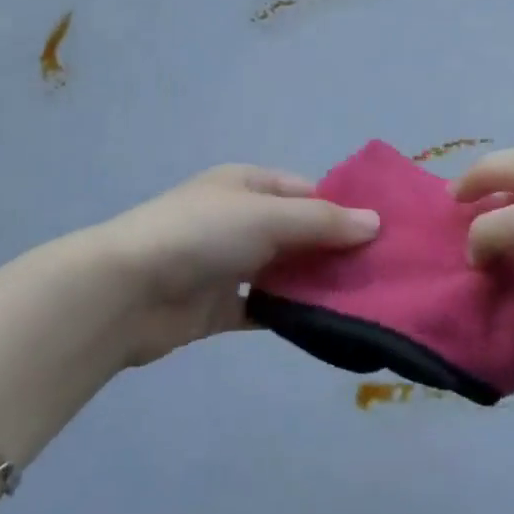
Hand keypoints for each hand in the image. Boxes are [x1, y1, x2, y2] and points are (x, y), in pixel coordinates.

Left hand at [90, 164, 380, 366]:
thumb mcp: (267, 216)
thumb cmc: (202, 234)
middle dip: (334, 251)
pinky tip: (325, 329)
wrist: (128, 290)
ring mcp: (228, 264)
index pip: (305, 191)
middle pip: (297, 233)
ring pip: (283, 272)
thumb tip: (375, 222)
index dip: (342, 209)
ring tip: (366, 303)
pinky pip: (264, 307)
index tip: (384, 235)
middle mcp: (239, 219)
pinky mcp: (218, 308)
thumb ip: (321, 222)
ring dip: (315, 286)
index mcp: (247, 185)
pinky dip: (289, 315)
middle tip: (385, 275)